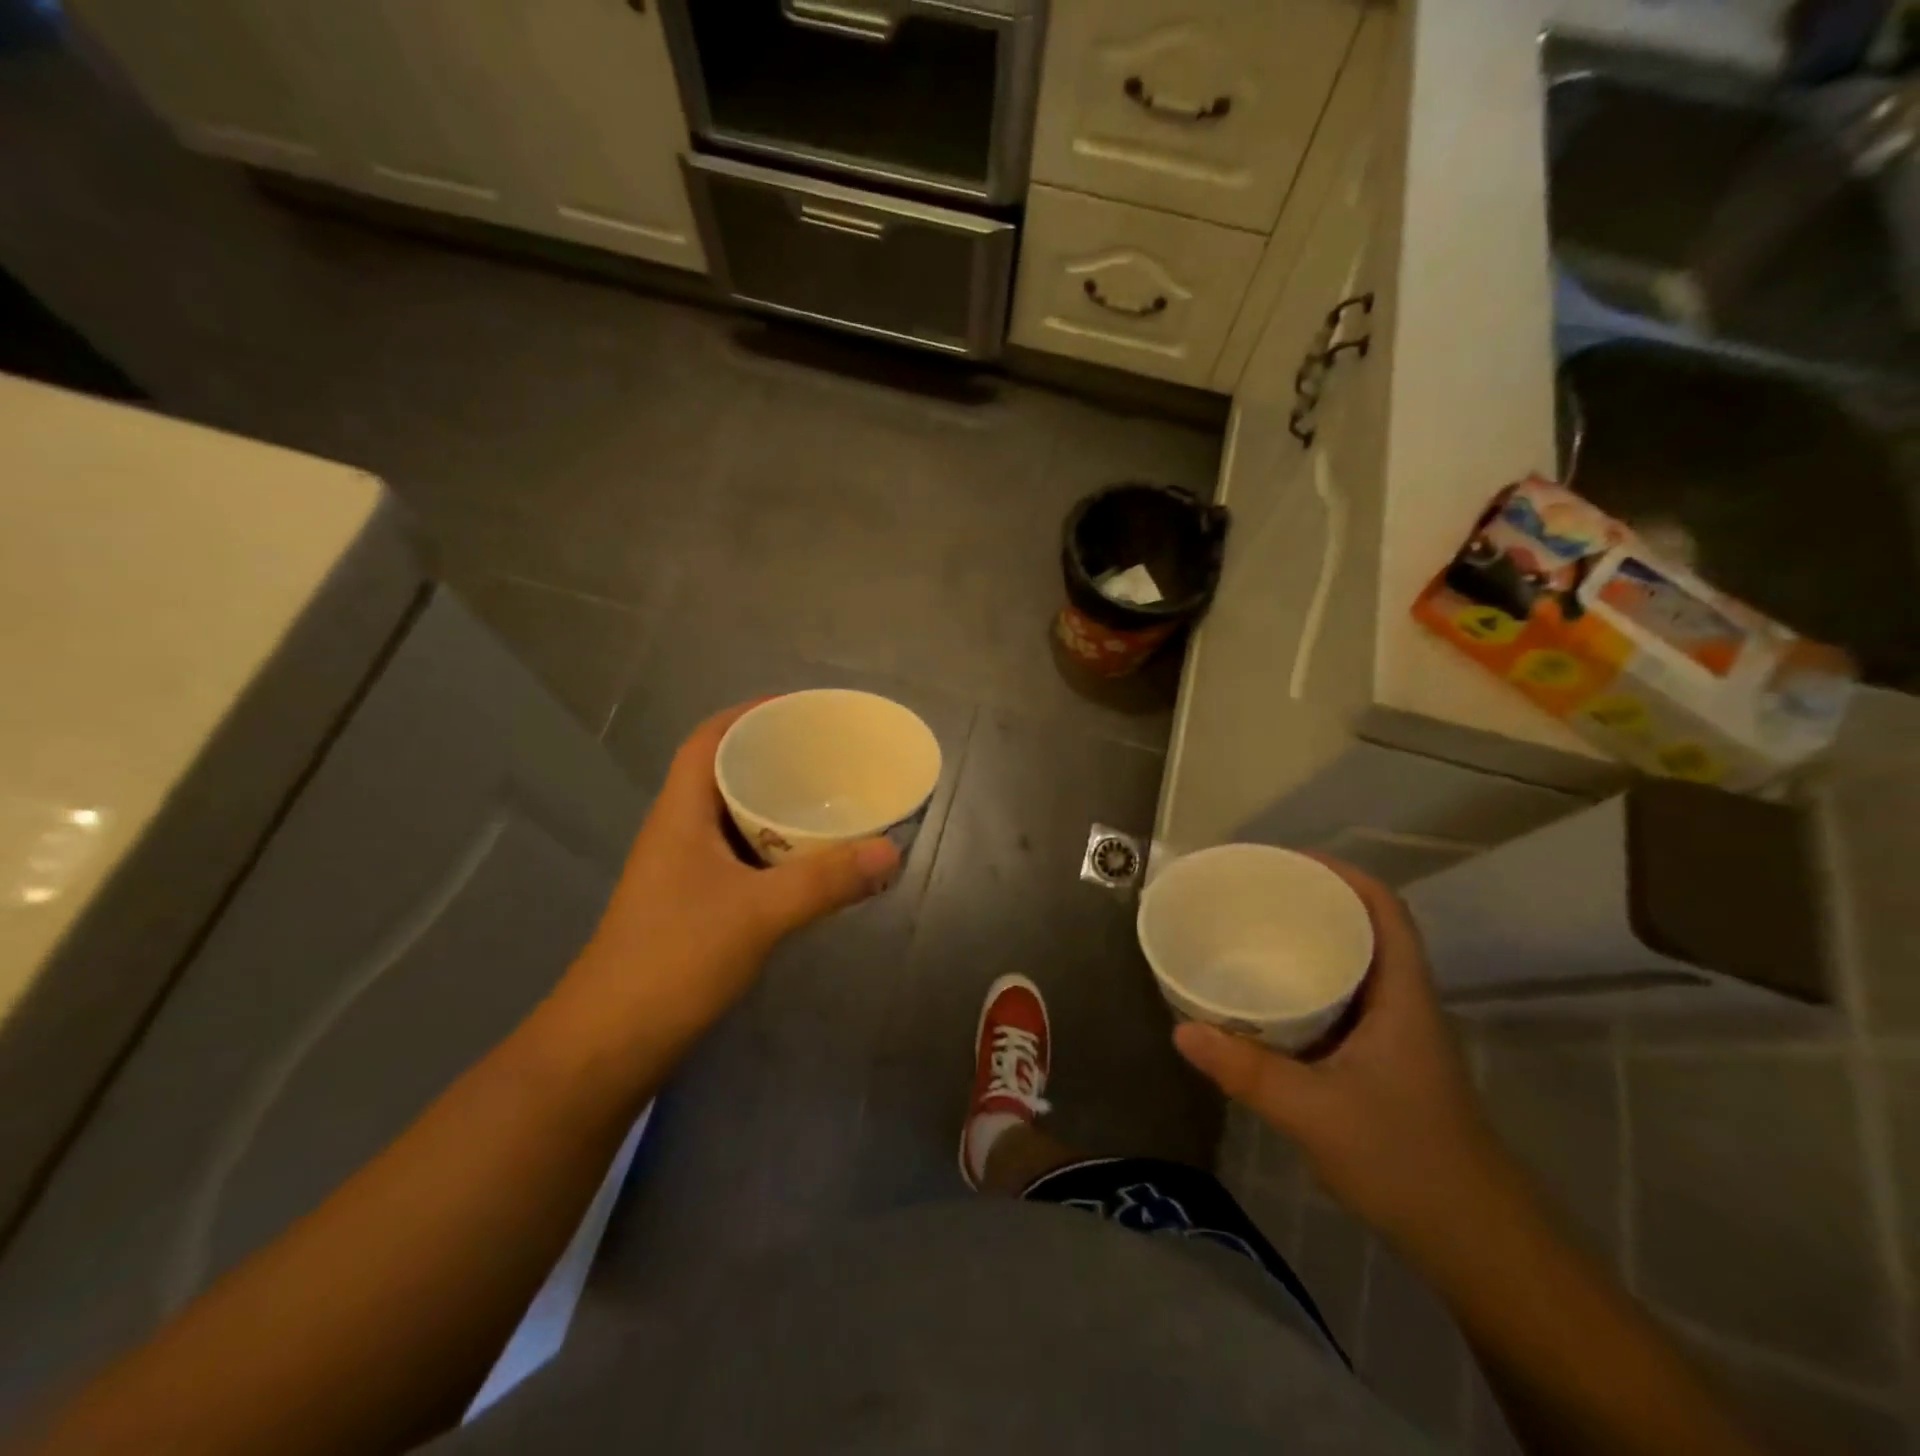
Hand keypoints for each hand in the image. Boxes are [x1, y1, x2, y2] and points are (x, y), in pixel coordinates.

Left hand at [557, 702, 900, 1055]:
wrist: (611, 1043)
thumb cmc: (674, 960)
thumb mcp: (758, 914)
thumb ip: (825, 880)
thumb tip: (892, 850)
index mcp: (681, 813)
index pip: (709, 739)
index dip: (751, 714)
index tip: (802, 710)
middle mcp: (679, 831)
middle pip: (725, 773)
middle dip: (775, 756)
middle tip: (830, 754)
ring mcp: (685, 870)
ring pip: (735, 817)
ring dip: (777, 804)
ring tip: (829, 798)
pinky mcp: (696, 904)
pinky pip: (742, 856)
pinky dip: (776, 847)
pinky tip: (810, 860)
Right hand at [1173, 859, 1504, 1246]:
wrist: (1474, 1242)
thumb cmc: (1406, 1160)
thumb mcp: (1316, 1112)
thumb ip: (1247, 1071)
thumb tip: (1181, 1030)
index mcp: (1401, 996)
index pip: (1384, 910)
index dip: (1343, 874)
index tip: (1288, 861)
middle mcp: (1400, 1003)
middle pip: (1364, 929)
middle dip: (1314, 902)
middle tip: (1254, 894)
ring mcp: (1393, 1035)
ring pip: (1352, 967)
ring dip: (1310, 943)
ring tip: (1252, 933)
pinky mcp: (1379, 1063)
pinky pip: (1340, 1002)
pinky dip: (1307, 985)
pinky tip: (1267, 1000)